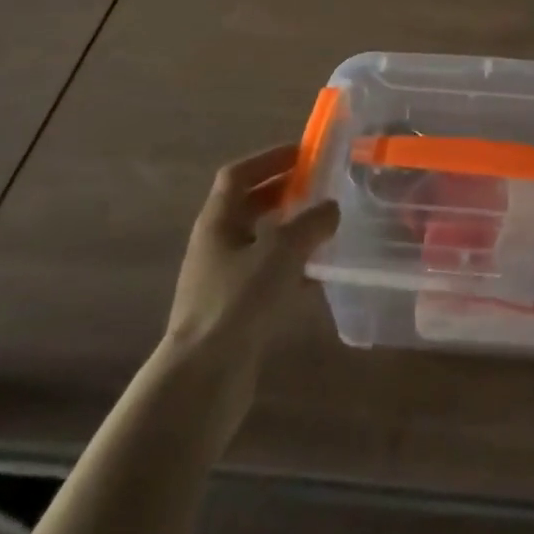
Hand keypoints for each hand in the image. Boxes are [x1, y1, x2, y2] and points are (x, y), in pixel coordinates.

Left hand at [165, 143, 339, 364]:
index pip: (238, 174)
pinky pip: (266, 275)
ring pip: (260, 241)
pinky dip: (291, 267)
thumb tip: (331, 207)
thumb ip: (311, 223)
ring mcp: (222, 280)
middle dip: (283, 192)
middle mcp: (216, 245)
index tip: (302, 153)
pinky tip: (319, 275)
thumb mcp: (281, 252)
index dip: (269, 158)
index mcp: (218, 221)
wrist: (202, 380)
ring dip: (290, 230)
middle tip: (320, 185)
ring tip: (326, 226)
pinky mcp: (234, 312)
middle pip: (249, 206)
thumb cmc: (237, 302)